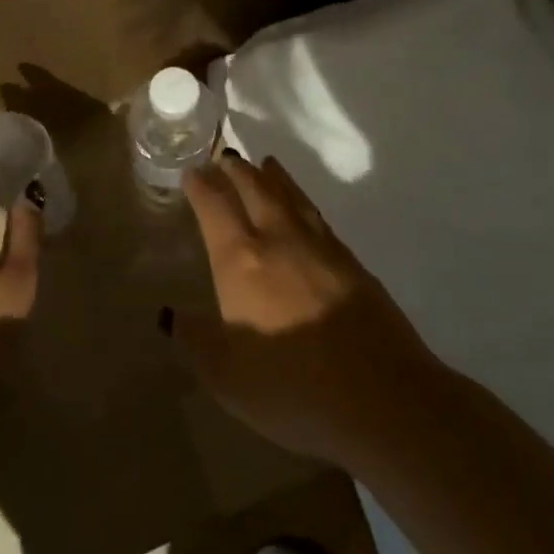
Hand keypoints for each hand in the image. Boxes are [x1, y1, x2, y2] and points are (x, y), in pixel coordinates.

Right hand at [176, 153, 433, 464]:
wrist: (383, 398)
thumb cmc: (291, 387)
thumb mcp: (225, 375)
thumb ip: (195, 340)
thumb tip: (170, 314)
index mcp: (241, 260)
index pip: (215, 208)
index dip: (201, 186)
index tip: (193, 172)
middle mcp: (280, 241)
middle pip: (256, 190)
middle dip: (237, 170)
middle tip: (226, 156)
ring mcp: (322, 249)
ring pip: (292, 198)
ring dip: (274, 177)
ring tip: (266, 164)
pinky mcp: (355, 266)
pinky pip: (319, 218)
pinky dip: (304, 202)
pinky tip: (305, 211)